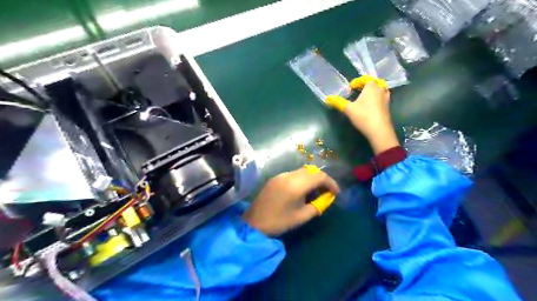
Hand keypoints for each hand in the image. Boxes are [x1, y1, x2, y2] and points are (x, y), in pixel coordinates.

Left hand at [243, 166, 339, 236]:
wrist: (254, 222)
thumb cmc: (279, 222)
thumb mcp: (302, 217)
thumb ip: (317, 205)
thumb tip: (327, 198)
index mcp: (296, 185)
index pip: (320, 176)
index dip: (331, 183)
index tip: (336, 193)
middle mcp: (289, 175)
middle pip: (311, 170)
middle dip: (322, 179)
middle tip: (326, 192)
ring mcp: (280, 175)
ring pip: (302, 171)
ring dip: (311, 178)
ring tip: (314, 193)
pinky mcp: (275, 178)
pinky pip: (293, 174)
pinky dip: (302, 179)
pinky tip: (301, 191)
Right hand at [334, 79, 397, 153]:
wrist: (379, 131)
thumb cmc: (363, 116)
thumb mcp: (348, 109)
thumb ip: (338, 102)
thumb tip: (327, 98)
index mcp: (371, 87)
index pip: (365, 79)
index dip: (357, 82)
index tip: (350, 88)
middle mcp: (380, 90)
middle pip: (375, 82)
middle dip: (366, 85)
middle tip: (358, 90)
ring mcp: (386, 99)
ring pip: (381, 90)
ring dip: (373, 91)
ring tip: (365, 97)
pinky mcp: (387, 107)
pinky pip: (382, 98)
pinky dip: (377, 98)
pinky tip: (370, 105)